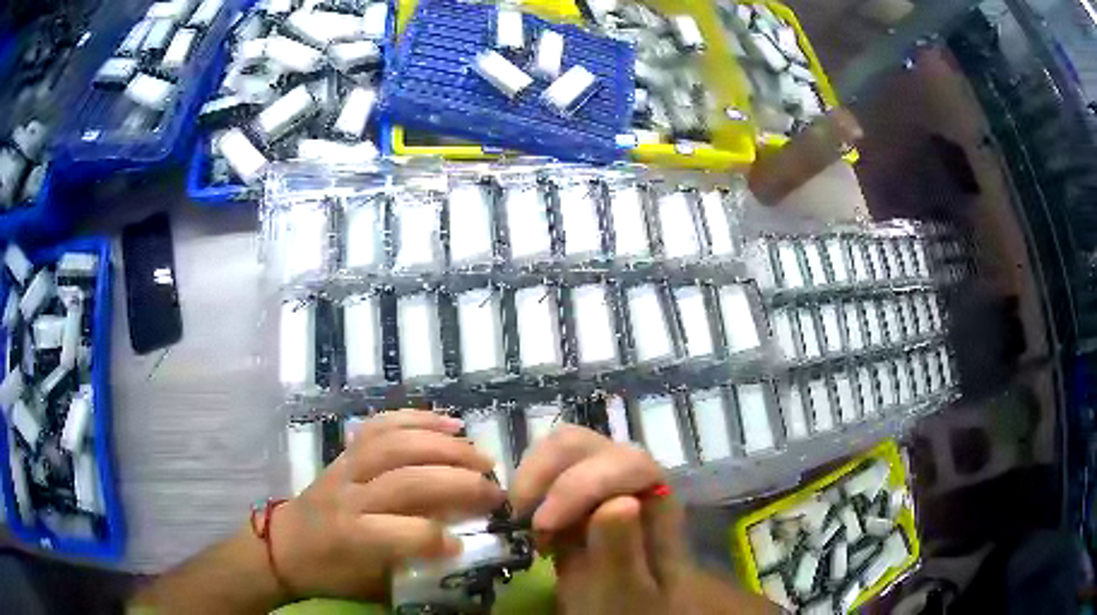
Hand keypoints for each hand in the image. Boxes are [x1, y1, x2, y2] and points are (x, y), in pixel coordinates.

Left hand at [272, 410, 505, 600]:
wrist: (285, 544)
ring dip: (445, 446)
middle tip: (494, 489)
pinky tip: (450, 423)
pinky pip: (382, 425)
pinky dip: (418, 419)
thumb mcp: (373, 585)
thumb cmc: (331, 572)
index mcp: (352, 536)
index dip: (439, 537)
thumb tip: (464, 552)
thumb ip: (415, 568)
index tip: (467, 543)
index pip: (402, 532)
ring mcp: (346, 466)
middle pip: (407, 480)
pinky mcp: (346, 450)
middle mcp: (349, 495)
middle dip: (458, 483)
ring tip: (481, 455)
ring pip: (397, 444)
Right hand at [511, 425, 691, 613]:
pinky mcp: (574, 490)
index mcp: (655, 499)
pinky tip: (525, 522)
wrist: (627, 611)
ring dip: (531, 479)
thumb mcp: (626, 592)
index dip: (580, 485)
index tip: (543, 526)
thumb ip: (623, 551)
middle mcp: (629, 477)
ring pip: (560, 447)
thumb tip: (619, 502)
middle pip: (585, 444)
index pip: (627, 463)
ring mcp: (600, 479)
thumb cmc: (631, 607)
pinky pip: (545, 467)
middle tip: (524, 523)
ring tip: (524, 523)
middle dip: (545, 476)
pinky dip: (526, 487)